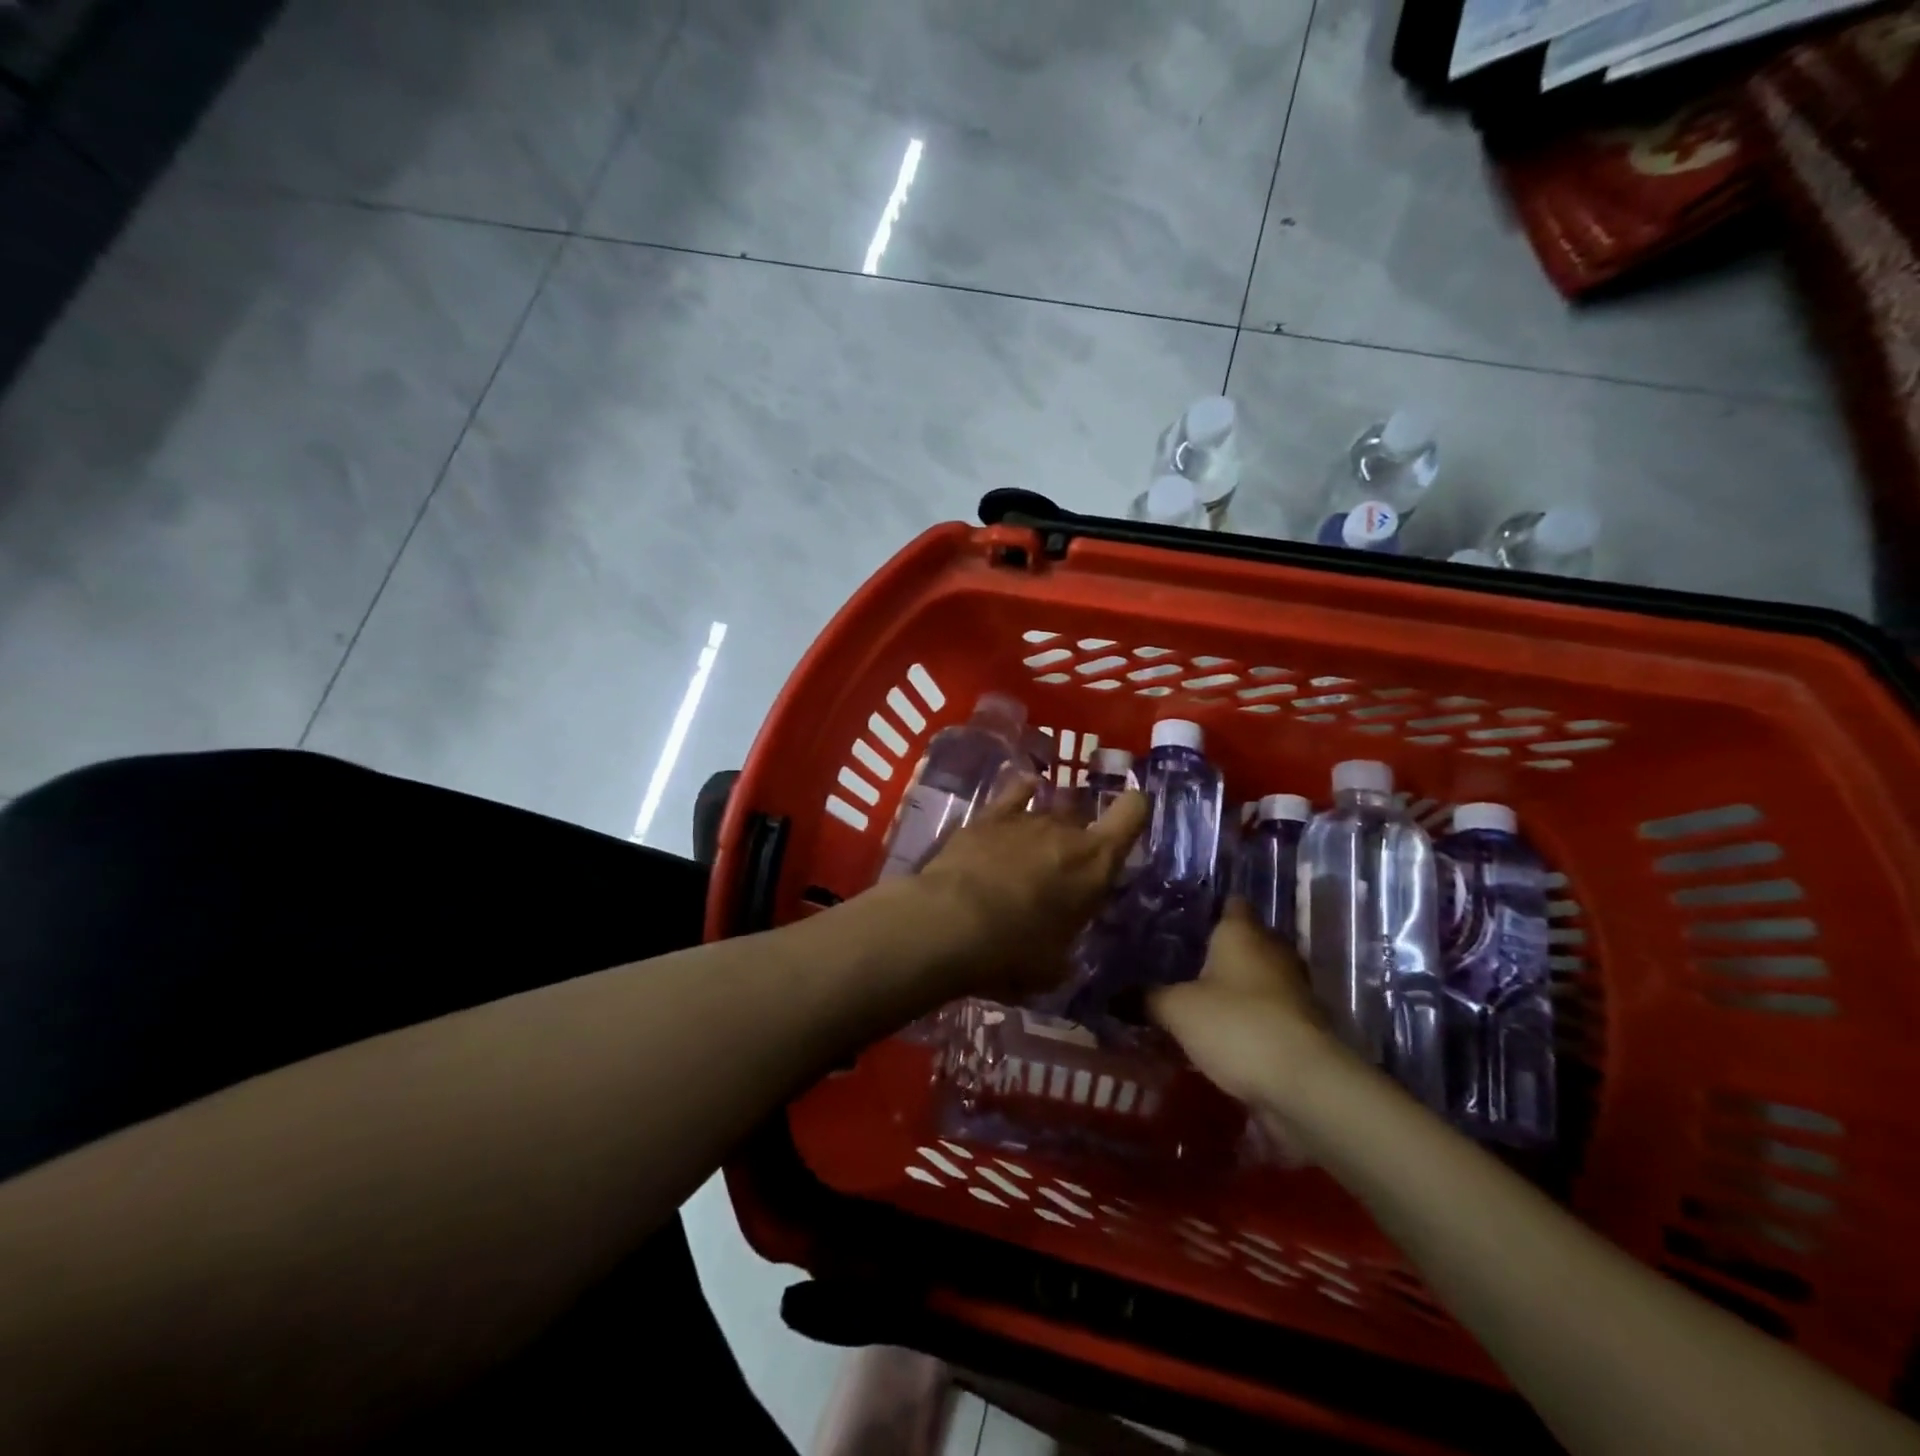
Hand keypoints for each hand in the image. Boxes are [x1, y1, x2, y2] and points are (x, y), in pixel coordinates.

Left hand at [907, 778, 1147, 1003]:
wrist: (950, 923)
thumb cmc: (1012, 953)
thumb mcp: (1053, 966)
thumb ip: (1065, 946)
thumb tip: (1061, 952)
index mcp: (1096, 865)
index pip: (1132, 814)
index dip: (1135, 809)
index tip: (1132, 812)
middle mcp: (1065, 831)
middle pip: (1083, 819)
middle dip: (1078, 838)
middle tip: (1063, 869)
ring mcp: (1025, 818)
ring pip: (1048, 811)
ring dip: (1046, 829)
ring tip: (1032, 852)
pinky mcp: (988, 816)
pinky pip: (1015, 793)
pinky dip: (1022, 793)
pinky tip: (1023, 791)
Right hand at [1149, 899, 1348, 1118]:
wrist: (1303, 1085)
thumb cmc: (1236, 1025)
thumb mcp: (1176, 1010)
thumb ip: (1145, 998)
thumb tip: (1113, 995)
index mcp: (1243, 932)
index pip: (1230, 903)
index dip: (1208, 906)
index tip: (1181, 916)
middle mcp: (1273, 951)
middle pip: (1245, 941)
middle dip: (1217, 950)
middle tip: (1179, 959)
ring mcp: (1293, 990)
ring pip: (1256, 978)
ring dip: (1233, 987)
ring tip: (1195, 997)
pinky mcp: (1302, 1027)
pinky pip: (1266, 1011)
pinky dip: (1246, 1017)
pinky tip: (1219, 1032)